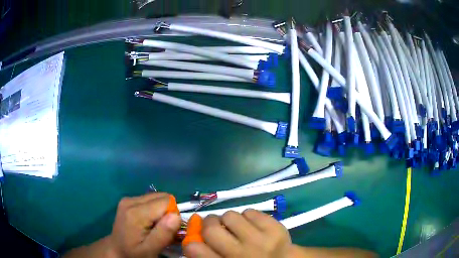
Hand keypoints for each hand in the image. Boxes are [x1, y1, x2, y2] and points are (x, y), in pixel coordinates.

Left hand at [109, 193, 180, 257]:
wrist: (117, 249)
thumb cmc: (135, 253)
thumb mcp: (150, 250)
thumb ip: (163, 234)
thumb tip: (176, 215)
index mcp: (136, 213)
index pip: (166, 202)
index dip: (172, 216)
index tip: (168, 231)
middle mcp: (131, 200)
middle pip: (162, 197)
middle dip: (168, 212)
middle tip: (162, 229)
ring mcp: (128, 199)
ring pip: (157, 197)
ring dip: (162, 211)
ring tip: (156, 226)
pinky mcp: (128, 200)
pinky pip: (150, 199)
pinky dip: (155, 210)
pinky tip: (149, 222)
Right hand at [183, 209, 290, 257]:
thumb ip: (210, 256)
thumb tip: (193, 240)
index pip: (196, 251)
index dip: (191, 242)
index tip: (194, 238)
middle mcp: (242, 255)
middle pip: (211, 230)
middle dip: (209, 223)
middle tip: (213, 224)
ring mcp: (261, 240)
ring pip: (230, 215)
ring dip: (229, 219)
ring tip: (237, 227)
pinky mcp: (275, 227)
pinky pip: (250, 211)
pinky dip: (248, 217)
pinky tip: (253, 226)